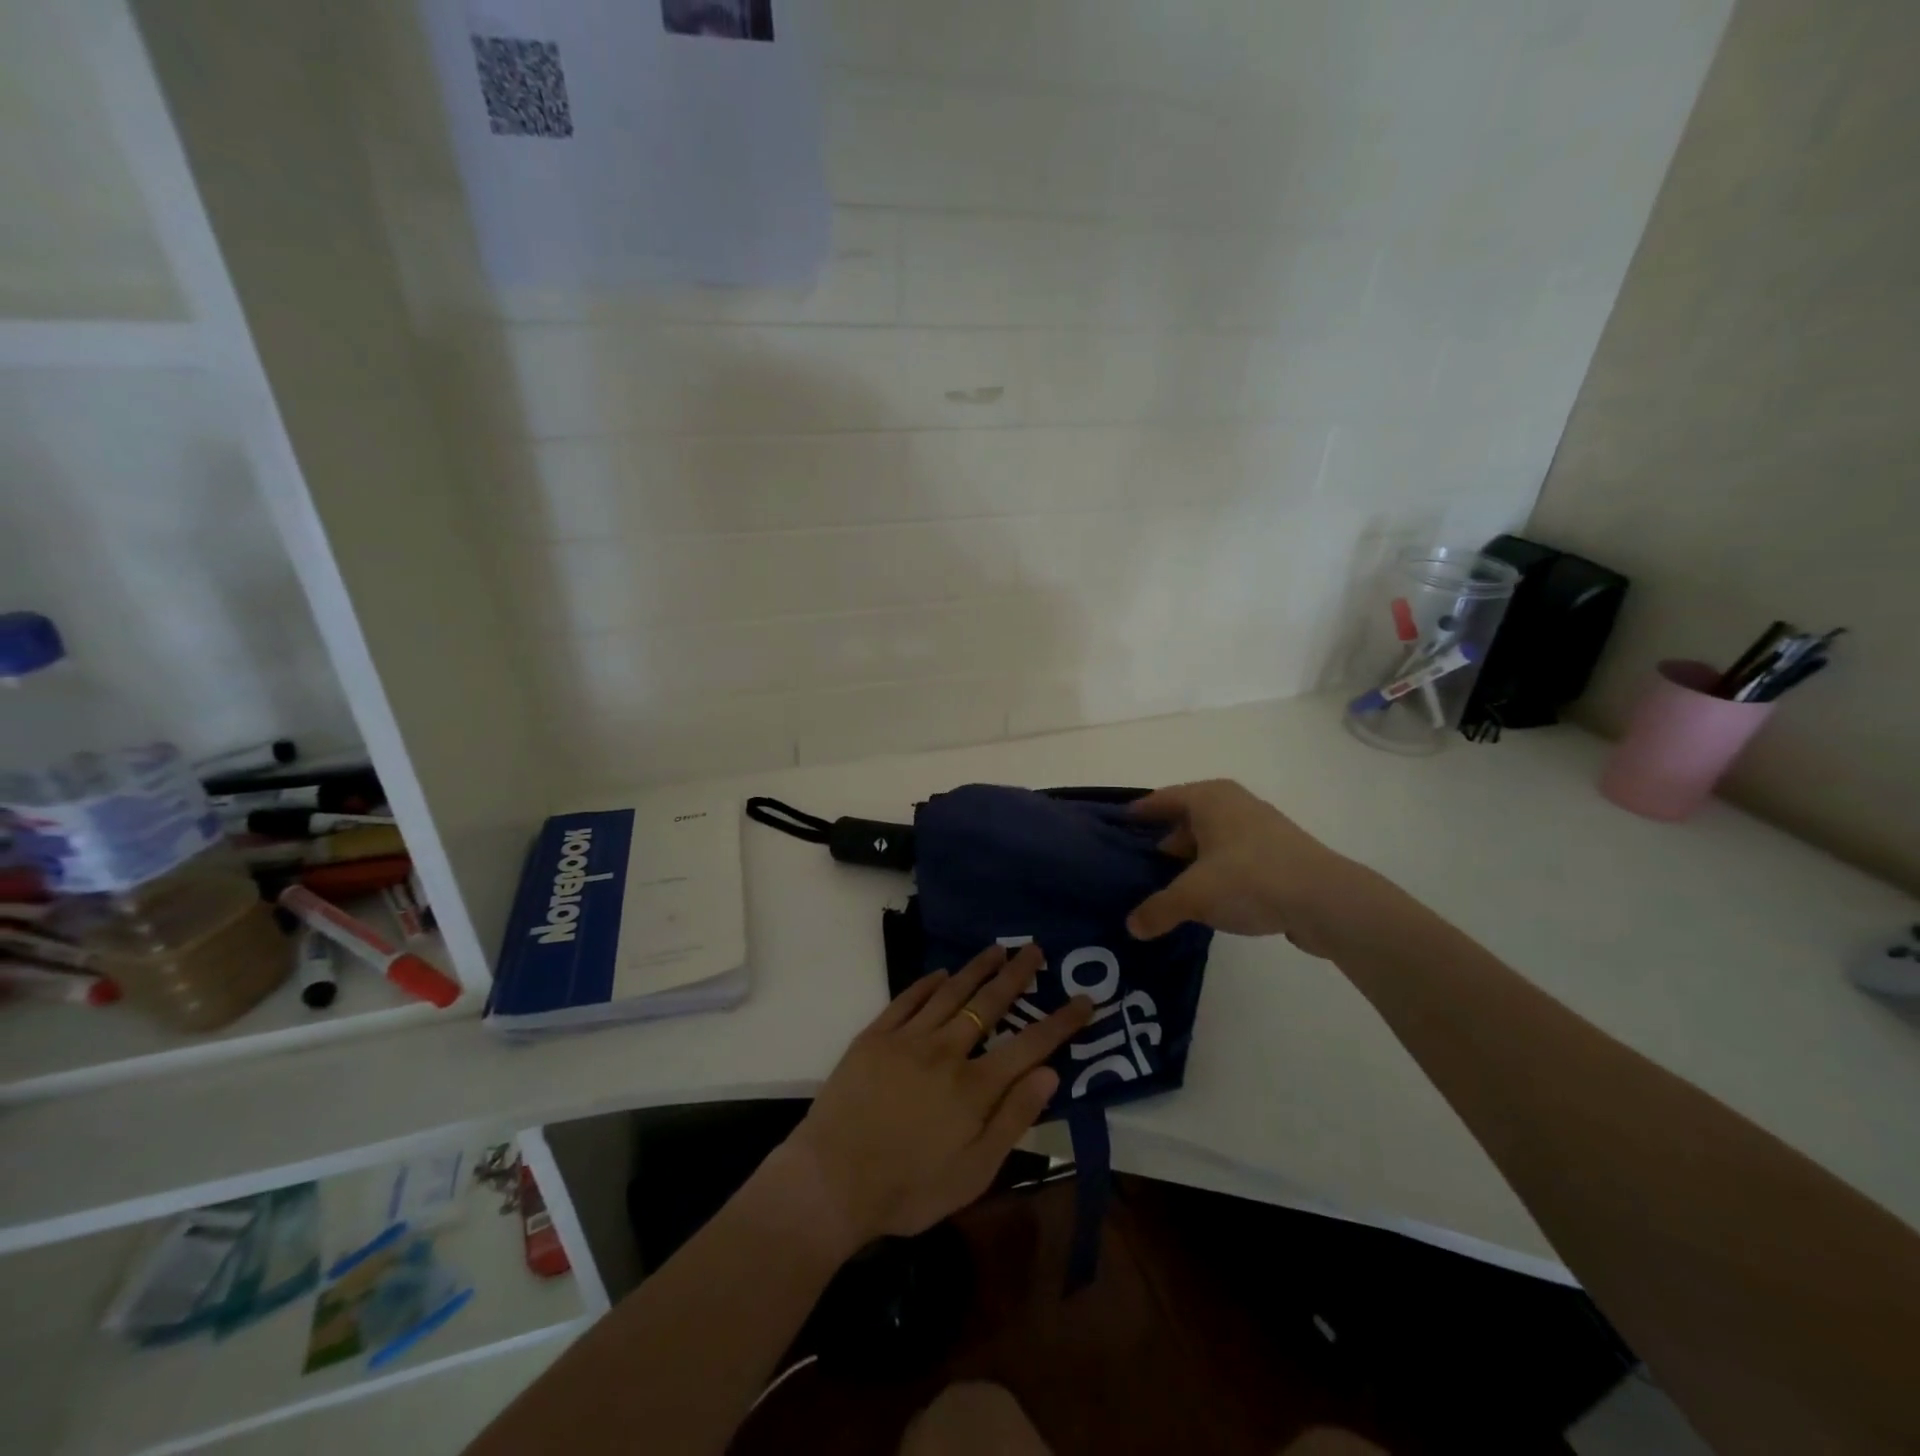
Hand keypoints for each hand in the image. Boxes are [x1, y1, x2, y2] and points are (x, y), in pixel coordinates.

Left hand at [783, 943, 1092, 1253]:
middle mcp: (945, 1051)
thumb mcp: (973, 1172)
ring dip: (977, 968)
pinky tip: (942, 974)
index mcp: (974, 1088)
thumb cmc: (908, 1188)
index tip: (1085, 1000)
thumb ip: (1013, 1119)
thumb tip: (1049, 1074)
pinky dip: (928, 984)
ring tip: (998, 949)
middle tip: (1035, 950)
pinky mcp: (874, 1037)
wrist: (830, 1181)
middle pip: (989, 1005)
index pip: (1029, 1045)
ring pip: (951, 993)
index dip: (1061, 1022)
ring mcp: (907, 1039)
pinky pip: (907, 1000)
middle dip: (1017, 976)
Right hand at [1125, 779, 1366, 957]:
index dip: (1139, 813)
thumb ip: (1158, 909)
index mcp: (1209, 798)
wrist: (1327, 900)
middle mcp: (1234, 804)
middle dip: (1164, 843)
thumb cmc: (1249, 879)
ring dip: (1191, 863)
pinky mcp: (1280, 855)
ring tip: (1169, 889)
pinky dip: (1217, 874)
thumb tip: (1132, 927)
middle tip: (1138, 868)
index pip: (1162, 799)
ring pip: (1212, 841)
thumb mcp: (1193, 896)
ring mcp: (1261, 829)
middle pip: (1186, 820)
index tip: (1117, 826)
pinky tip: (1208, 901)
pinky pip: (1234, 859)